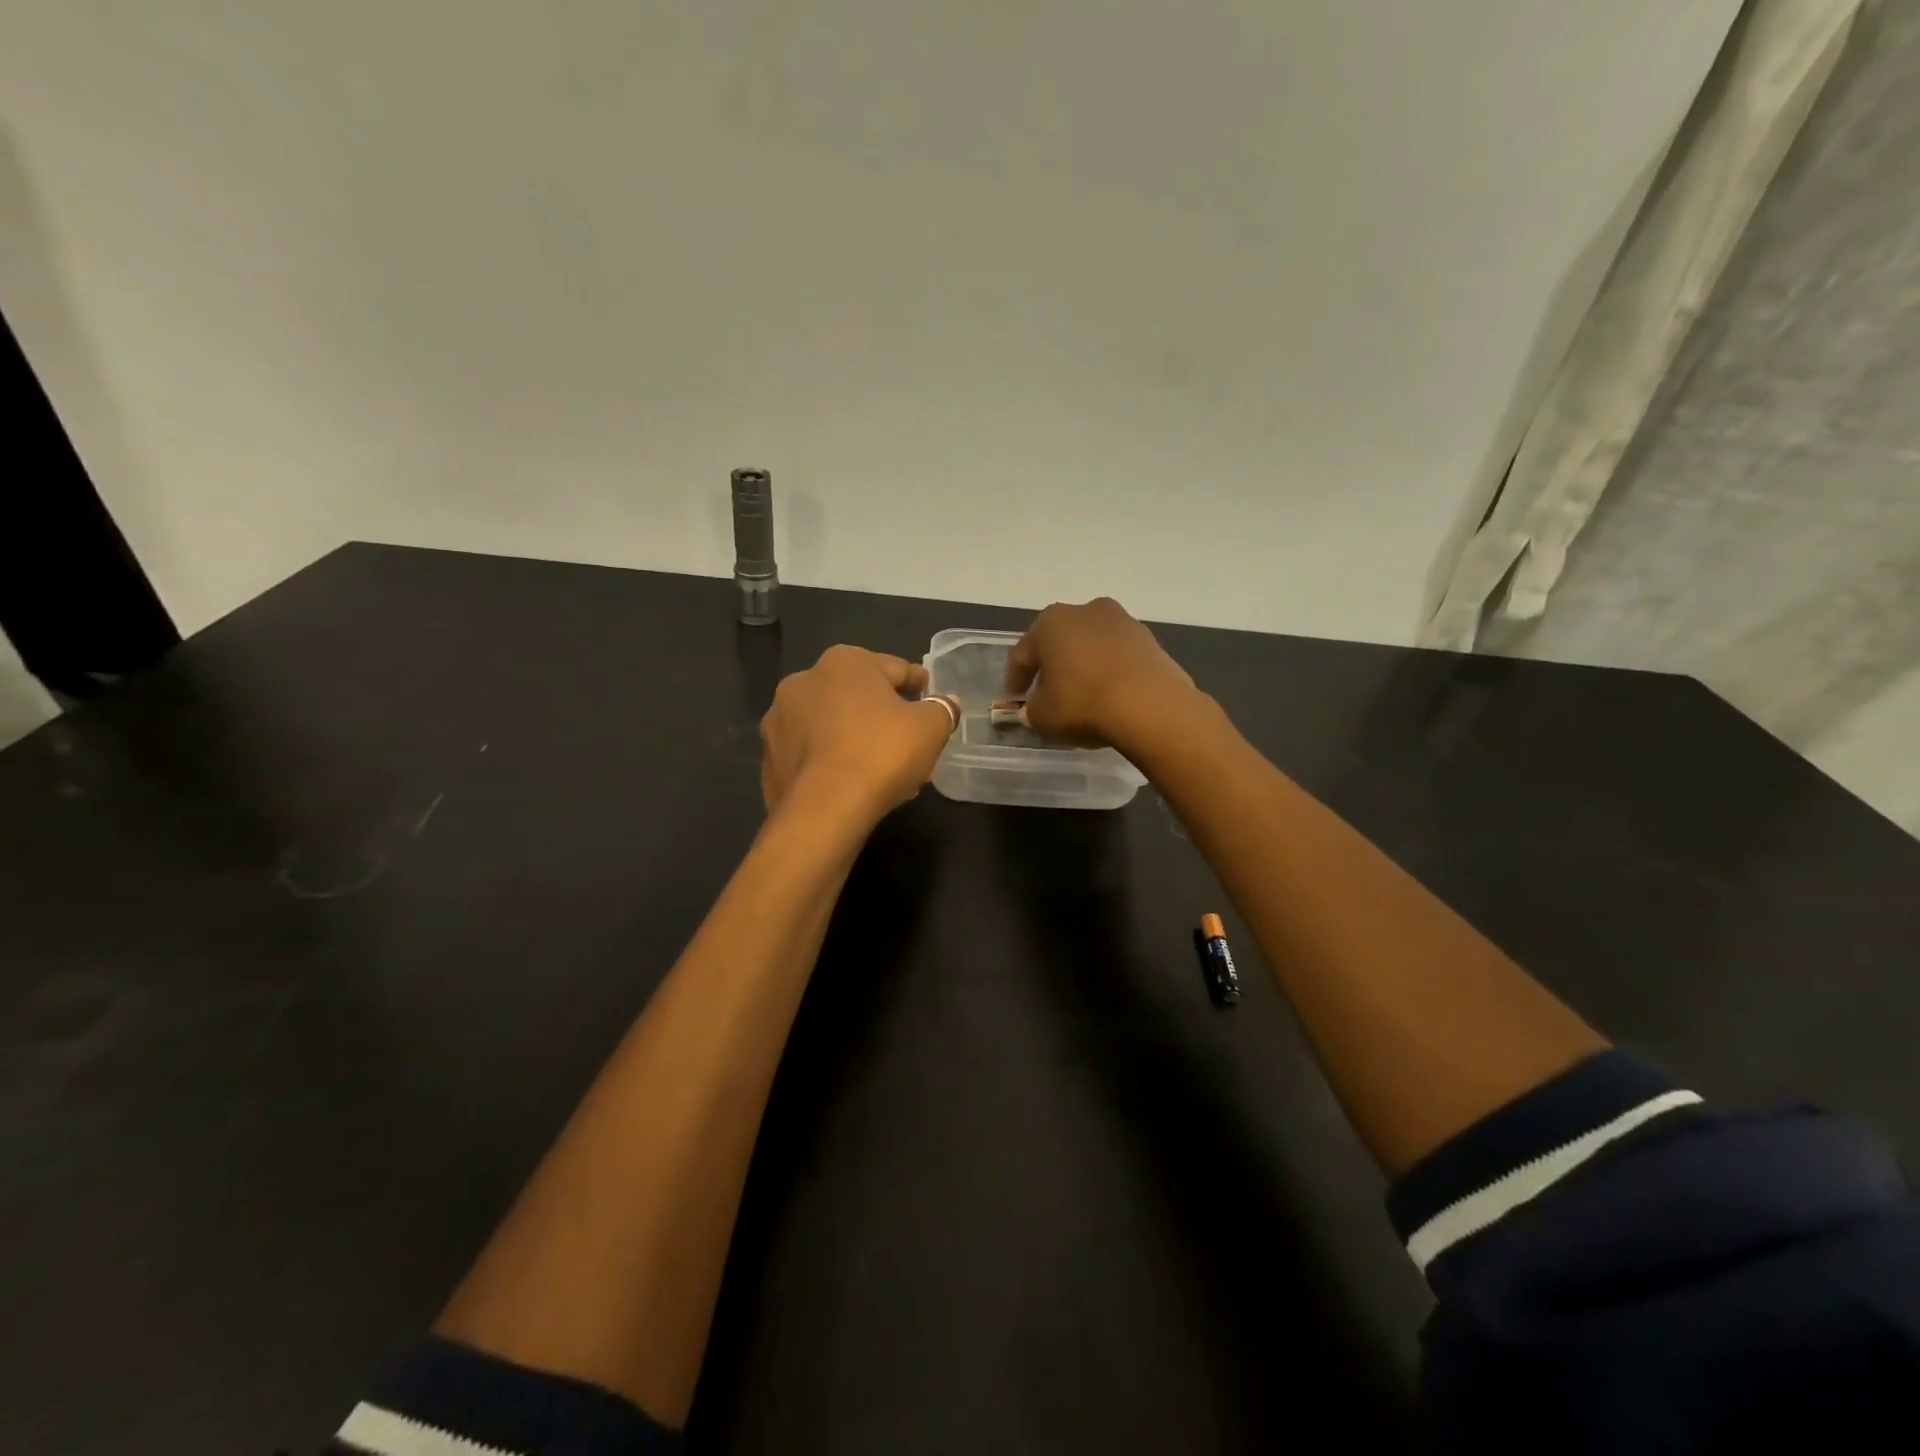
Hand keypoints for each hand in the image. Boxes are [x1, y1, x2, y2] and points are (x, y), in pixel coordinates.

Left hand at [760, 646, 959, 819]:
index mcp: (844, 662)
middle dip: (884, 716)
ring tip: (884, 770)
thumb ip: (942, 709)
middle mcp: (803, 681)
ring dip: (856, 739)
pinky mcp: (770, 759)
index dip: (919, 685)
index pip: (894, 668)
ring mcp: (779, 721)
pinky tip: (855, 785)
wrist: (824, 809)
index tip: (931, 701)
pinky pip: (813, 755)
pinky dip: (833, 763)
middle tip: (910, 742)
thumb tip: (946, 702)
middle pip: (859, 696)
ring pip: (832, 726)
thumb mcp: (930, 727)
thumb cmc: (881, 753)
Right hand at [1004, 598, 1201, 754]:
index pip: (1023, 653)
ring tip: (1082, 695)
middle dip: (1052, 666)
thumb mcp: (1043, 716)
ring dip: (1083, 666)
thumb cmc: (1083, 703)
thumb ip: (1032, 710)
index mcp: (1051, 622)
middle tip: (1047, 693)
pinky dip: (1110, 671)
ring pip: (1091, 646)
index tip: (1015, 699)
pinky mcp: (1150, 640)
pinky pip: (1118, 657)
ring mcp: (1122, 622)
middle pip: (1059, 642)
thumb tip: (1034, 708)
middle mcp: (1085, 611)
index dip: (1016, 679)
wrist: (1150, 707)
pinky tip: (1110, 695)